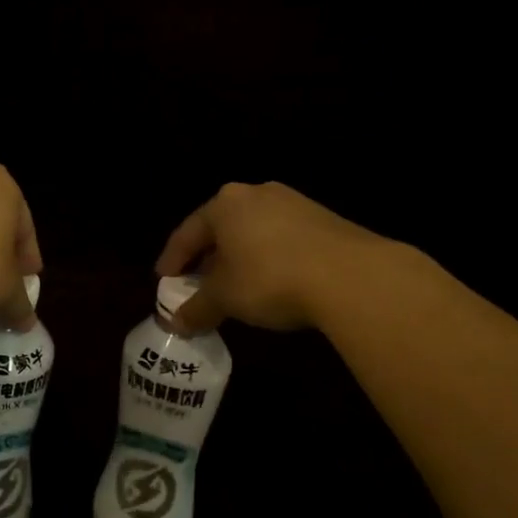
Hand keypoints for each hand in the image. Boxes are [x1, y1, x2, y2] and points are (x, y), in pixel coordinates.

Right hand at [154, 181, 388, 332]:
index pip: (187, 233)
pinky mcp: (324, 220)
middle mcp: (256, 194)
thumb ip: (196, 308)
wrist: (352, 276)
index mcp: (225, 204)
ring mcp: (294, 204)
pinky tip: (271, 284)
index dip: (172, 260)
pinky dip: (268, 260)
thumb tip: (175, 323)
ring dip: (238, 260)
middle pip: (221, 230)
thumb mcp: (225, 298)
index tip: (165, 281)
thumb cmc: (270, 278)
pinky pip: (281, 240)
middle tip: (197, 285)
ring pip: (252, 234)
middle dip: (207, 260)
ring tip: (235, 288)